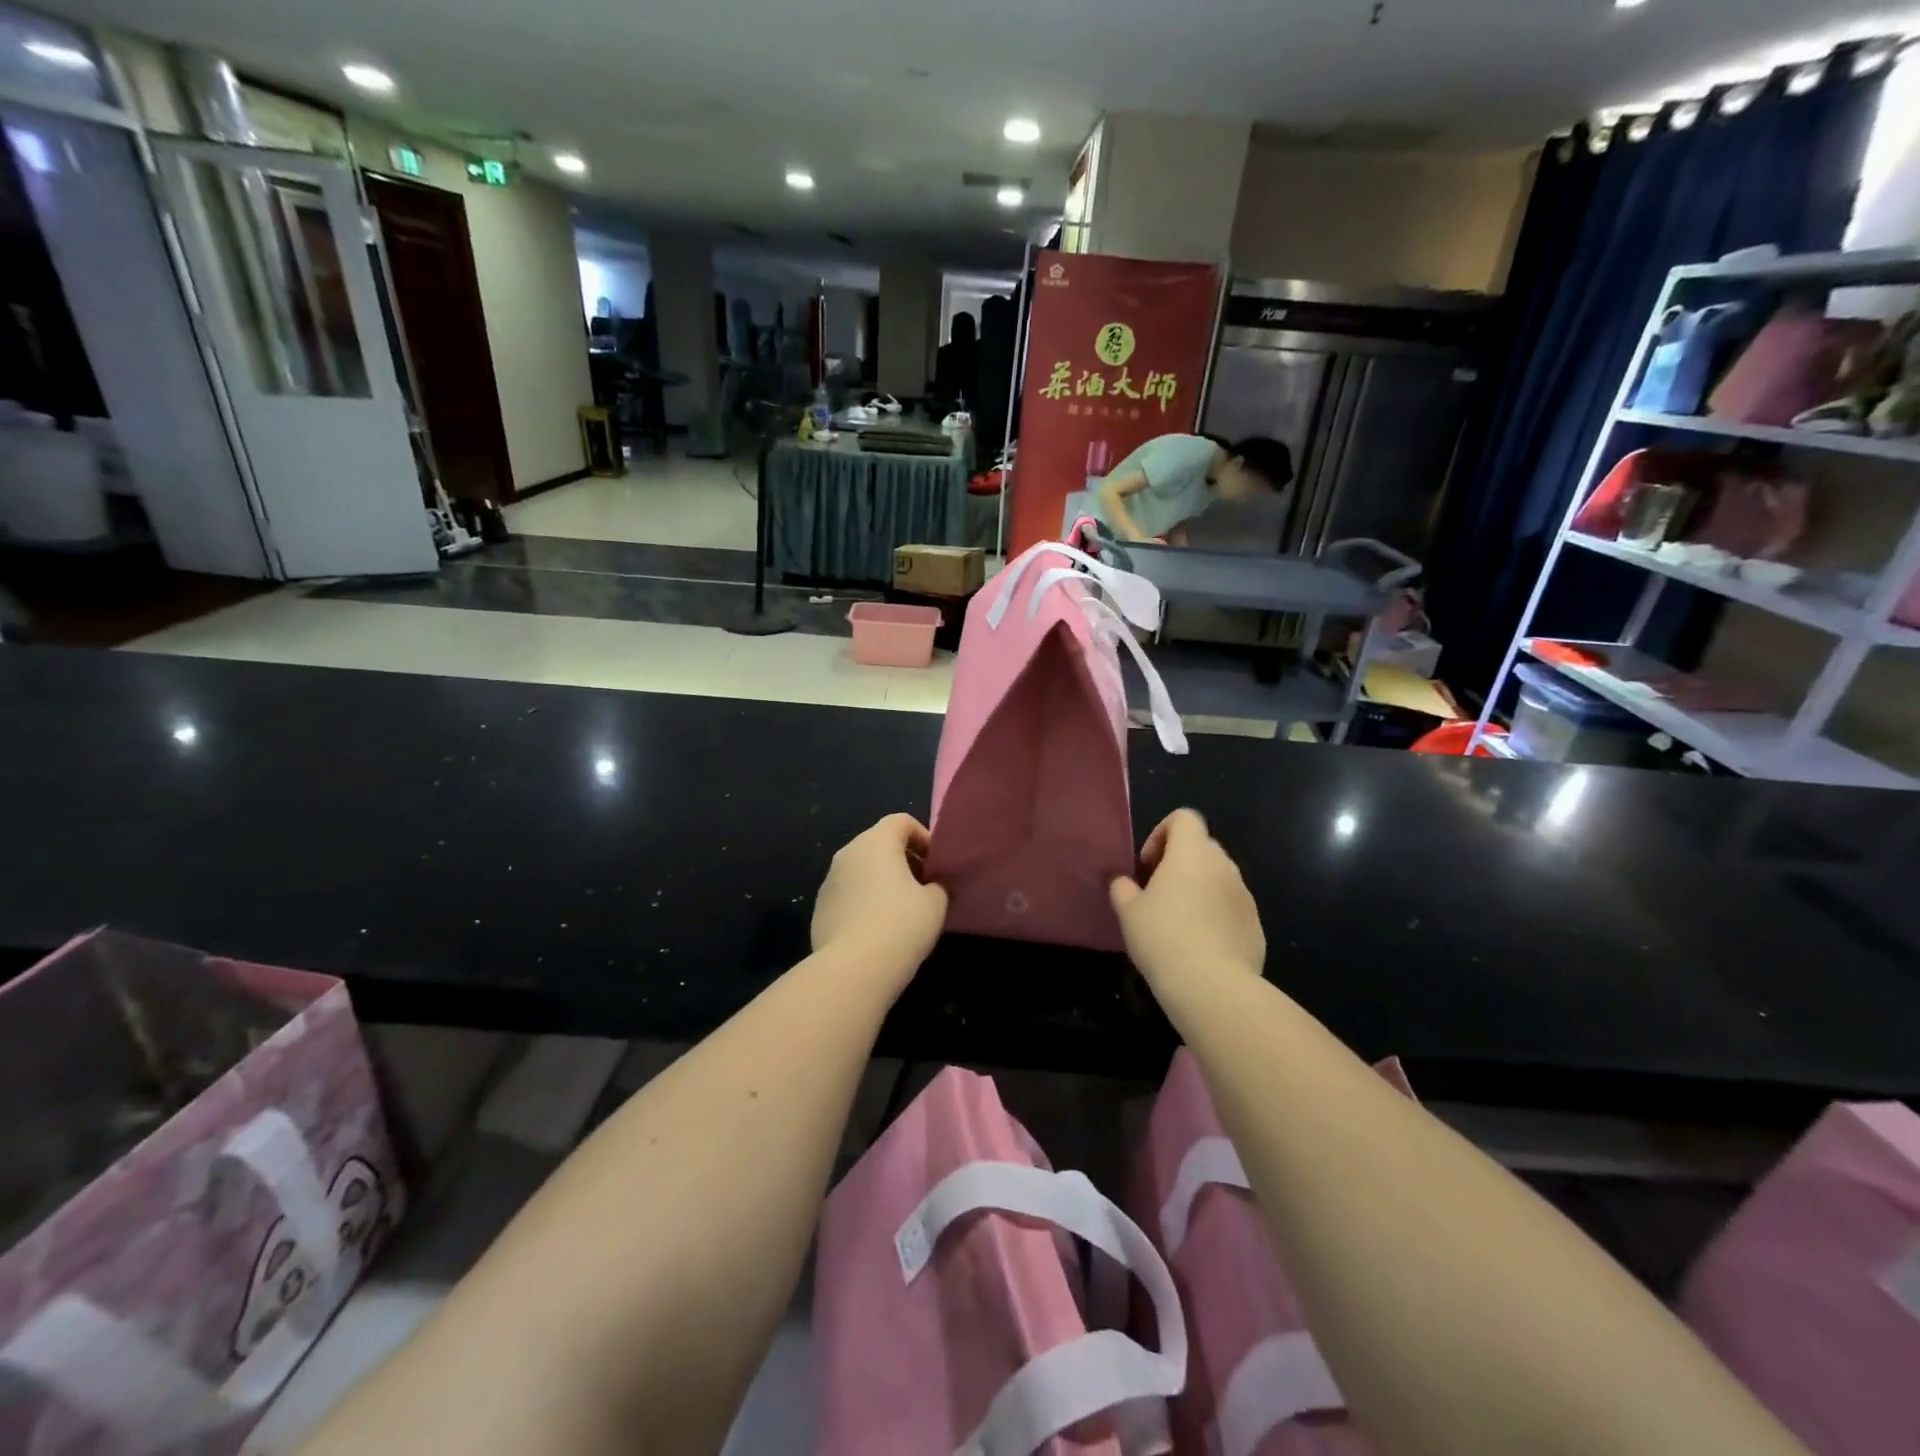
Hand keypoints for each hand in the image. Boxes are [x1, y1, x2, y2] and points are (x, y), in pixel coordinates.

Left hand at [812, 815, 948, 985]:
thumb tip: (934, 886)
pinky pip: (849, 894)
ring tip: (902, 911)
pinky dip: (865, 901)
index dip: (923, 837)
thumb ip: (939, 885)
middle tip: (924, 887)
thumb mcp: (935, 903)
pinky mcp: (820, 909)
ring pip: (862, 870)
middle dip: (904, 860)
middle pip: (879, 844)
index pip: (901, 822)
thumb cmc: (900, 926)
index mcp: (875, 842)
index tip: (936, 865)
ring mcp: (829, 882)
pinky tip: (879, 930)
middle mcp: (847, 854)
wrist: (852, 970)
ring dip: (883, 882)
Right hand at [1109, 810, 1264, 993]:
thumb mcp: (1128, 912)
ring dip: (1198, 887)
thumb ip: (1122, 887)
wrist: (1212, 987)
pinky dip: (1216, 913)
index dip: (1162, 832)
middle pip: (1201, 846)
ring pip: (1218, 877)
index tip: (1148, 865)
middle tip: (1158, 892)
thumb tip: (1121, 880)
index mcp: (1192, 853)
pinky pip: (1231, 906)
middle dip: (1179, 862)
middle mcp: (1223, 865)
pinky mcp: (1255, 923)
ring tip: (1179, 920)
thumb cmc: (1163, 938)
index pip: (1184, 818)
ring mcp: (1244, 894)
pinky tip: (1200, 943)